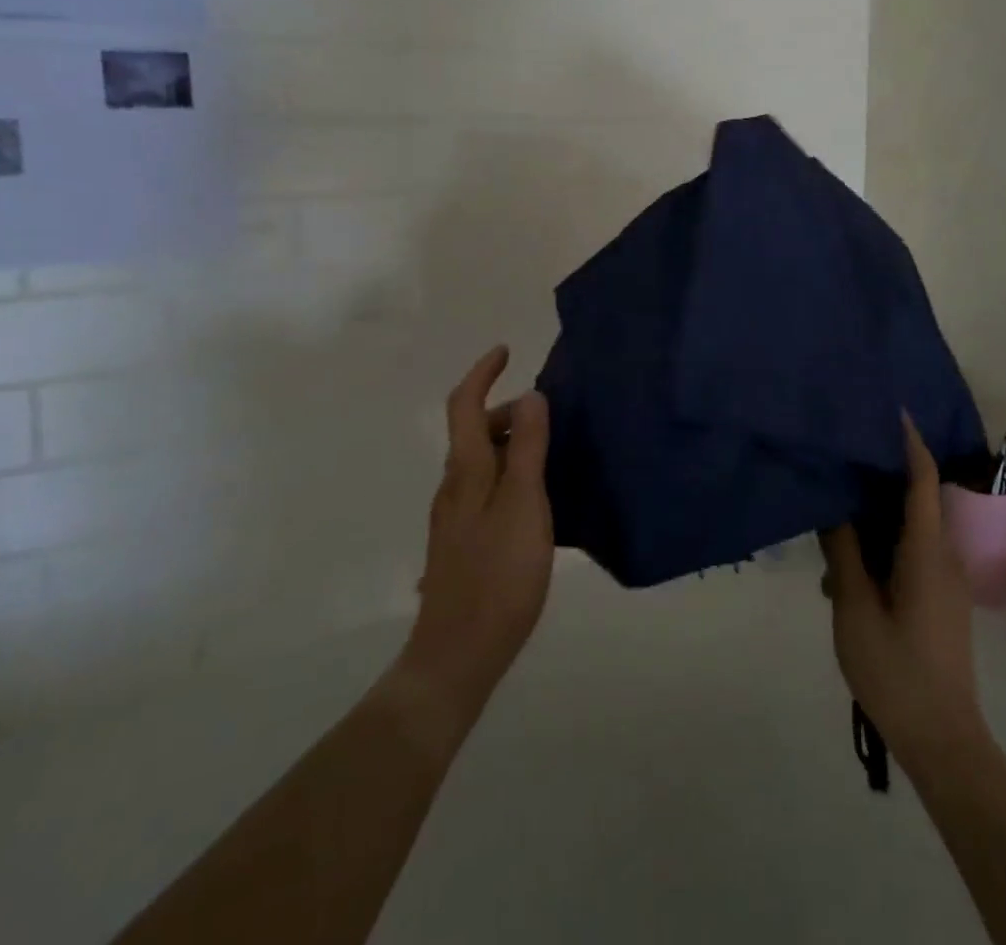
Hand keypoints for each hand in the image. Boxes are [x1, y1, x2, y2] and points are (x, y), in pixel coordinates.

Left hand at [395, 346, 553, 731]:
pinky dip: (510, 475)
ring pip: (481, 462)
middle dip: (508, 412)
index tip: (505, 351)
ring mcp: (454, 516)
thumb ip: (529, 448)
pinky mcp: (461, 542)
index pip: (465, 404)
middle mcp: (453, 486)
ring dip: (512, 445)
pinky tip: (537, 502)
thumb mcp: (524, 503)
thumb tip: (532, 395)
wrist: (457, 654)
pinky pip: (485, 489)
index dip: (482, 373)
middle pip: (475, 431)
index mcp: (466, 469)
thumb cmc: (498, 573)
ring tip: (552, 456)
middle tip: (551, 417)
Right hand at [820, 415, 987, 770]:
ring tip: (830, 513)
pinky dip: (880, 544)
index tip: (889, 407)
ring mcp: (943, 580)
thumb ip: (842, 551)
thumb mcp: (854, 607)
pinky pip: (909, 552)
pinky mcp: (938, 599)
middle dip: (880, 472)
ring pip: (908, 528)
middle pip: (915, 497)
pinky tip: (843, 566)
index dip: (908, 441)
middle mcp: (943, 556)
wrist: (942, 741)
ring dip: (873, 516)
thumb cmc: (896, 670)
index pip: (921, 479)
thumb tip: (832, 505)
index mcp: (926, 552)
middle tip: (841, 451)